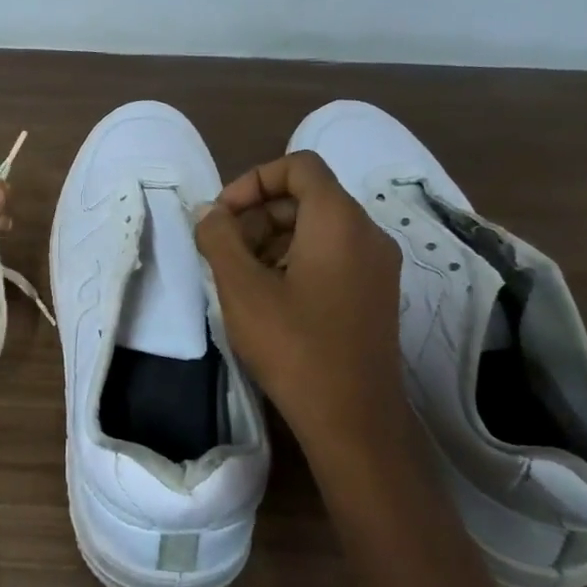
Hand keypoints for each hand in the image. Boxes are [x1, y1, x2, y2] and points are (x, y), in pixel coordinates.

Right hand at [195, 151, 404, 452]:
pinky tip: (268, 297)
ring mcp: (377, 266)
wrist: (354, 420)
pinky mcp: (375, 294)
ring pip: (317, 228)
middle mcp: (367, 233)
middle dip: (258, 214)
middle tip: (224, 250)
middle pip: (307, 197)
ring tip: (240, 277)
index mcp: (339, 220)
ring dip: (272, 239)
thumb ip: (219, 238)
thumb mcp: (241, 288)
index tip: (223, 215)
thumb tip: (209, 213)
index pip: (299, 166)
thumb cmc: (294, 346)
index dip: (254, 180)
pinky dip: (295, 260)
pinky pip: (332, 255)